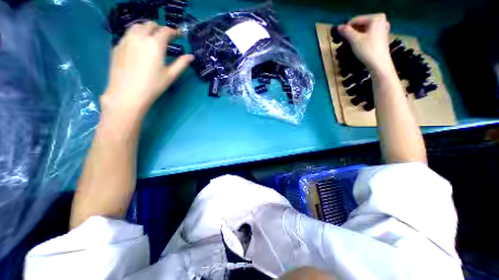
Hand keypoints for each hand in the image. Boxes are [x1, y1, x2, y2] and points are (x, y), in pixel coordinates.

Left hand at [101, 20, 192, 116]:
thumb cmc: (154, 85)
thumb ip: (181, 63)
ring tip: (154, 39)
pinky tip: (141, 46)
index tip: (179, 35)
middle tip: (167, 38)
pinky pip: (129, 34)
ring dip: (148, 29)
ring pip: (137, 26)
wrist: (129, 93)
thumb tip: (191, 56)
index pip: (166, 31)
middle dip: (160, 29)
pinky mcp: (118, 45)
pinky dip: (137, 35)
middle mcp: (140, 37)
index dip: (174, 31)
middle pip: (150, 25)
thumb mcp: (171, 75)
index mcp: (155, 44)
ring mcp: (126, 40)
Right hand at [339, 13, 393, 72]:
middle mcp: (381, 21)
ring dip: (352, 38)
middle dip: (349, 34)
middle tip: (340, 42)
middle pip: (360, 25)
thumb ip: (346, 32)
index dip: (345, 28)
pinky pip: (367, 36)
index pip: (356, 20)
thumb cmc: (367, 50)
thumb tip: (339, 27)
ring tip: (345, 46)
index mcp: (376, 18)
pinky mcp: (380, 38)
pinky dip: (359, 41)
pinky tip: (354, 48)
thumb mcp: (354, 40)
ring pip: (363, 32)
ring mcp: (381, 30)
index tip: (338, 36)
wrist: (378, 63)